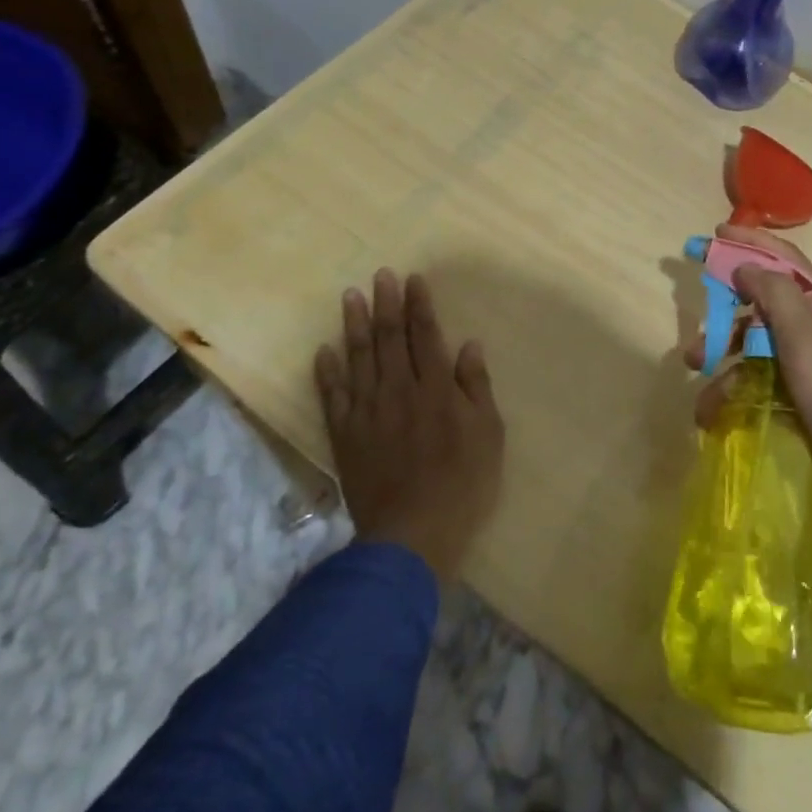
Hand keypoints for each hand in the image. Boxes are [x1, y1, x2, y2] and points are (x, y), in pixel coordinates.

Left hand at [314, 269, 503, 579]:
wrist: (411, 535)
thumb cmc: (462, 485)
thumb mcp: (488, 436)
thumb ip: (476, 388)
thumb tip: (469, 346)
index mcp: (436, 389)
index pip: (426, 335)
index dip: (419, 305)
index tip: (413, 280)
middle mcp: (399, 391)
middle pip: (390, 338)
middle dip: (386, 304)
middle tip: (380, 276)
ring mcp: (368, 412)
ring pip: (359, 359)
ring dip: (355, 325)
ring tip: (351, 297)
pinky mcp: (345, 435)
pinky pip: (332, 396)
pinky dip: (327, 372)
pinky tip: (324, 350)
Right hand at [684, 225, 811, 496]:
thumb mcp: (804, 333)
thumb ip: (773, 294)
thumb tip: (744, 266)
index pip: (781, 260)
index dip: (749, 243)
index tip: (715, 235)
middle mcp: (809, 326)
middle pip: (757, 308)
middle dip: (723, 319)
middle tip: (695, 326)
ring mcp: (802, 360)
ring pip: (752, 348)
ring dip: (722, 359)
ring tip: (697, 374)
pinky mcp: (795, 392)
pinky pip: (756, 380)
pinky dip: (733, 390)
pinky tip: (711, 409)